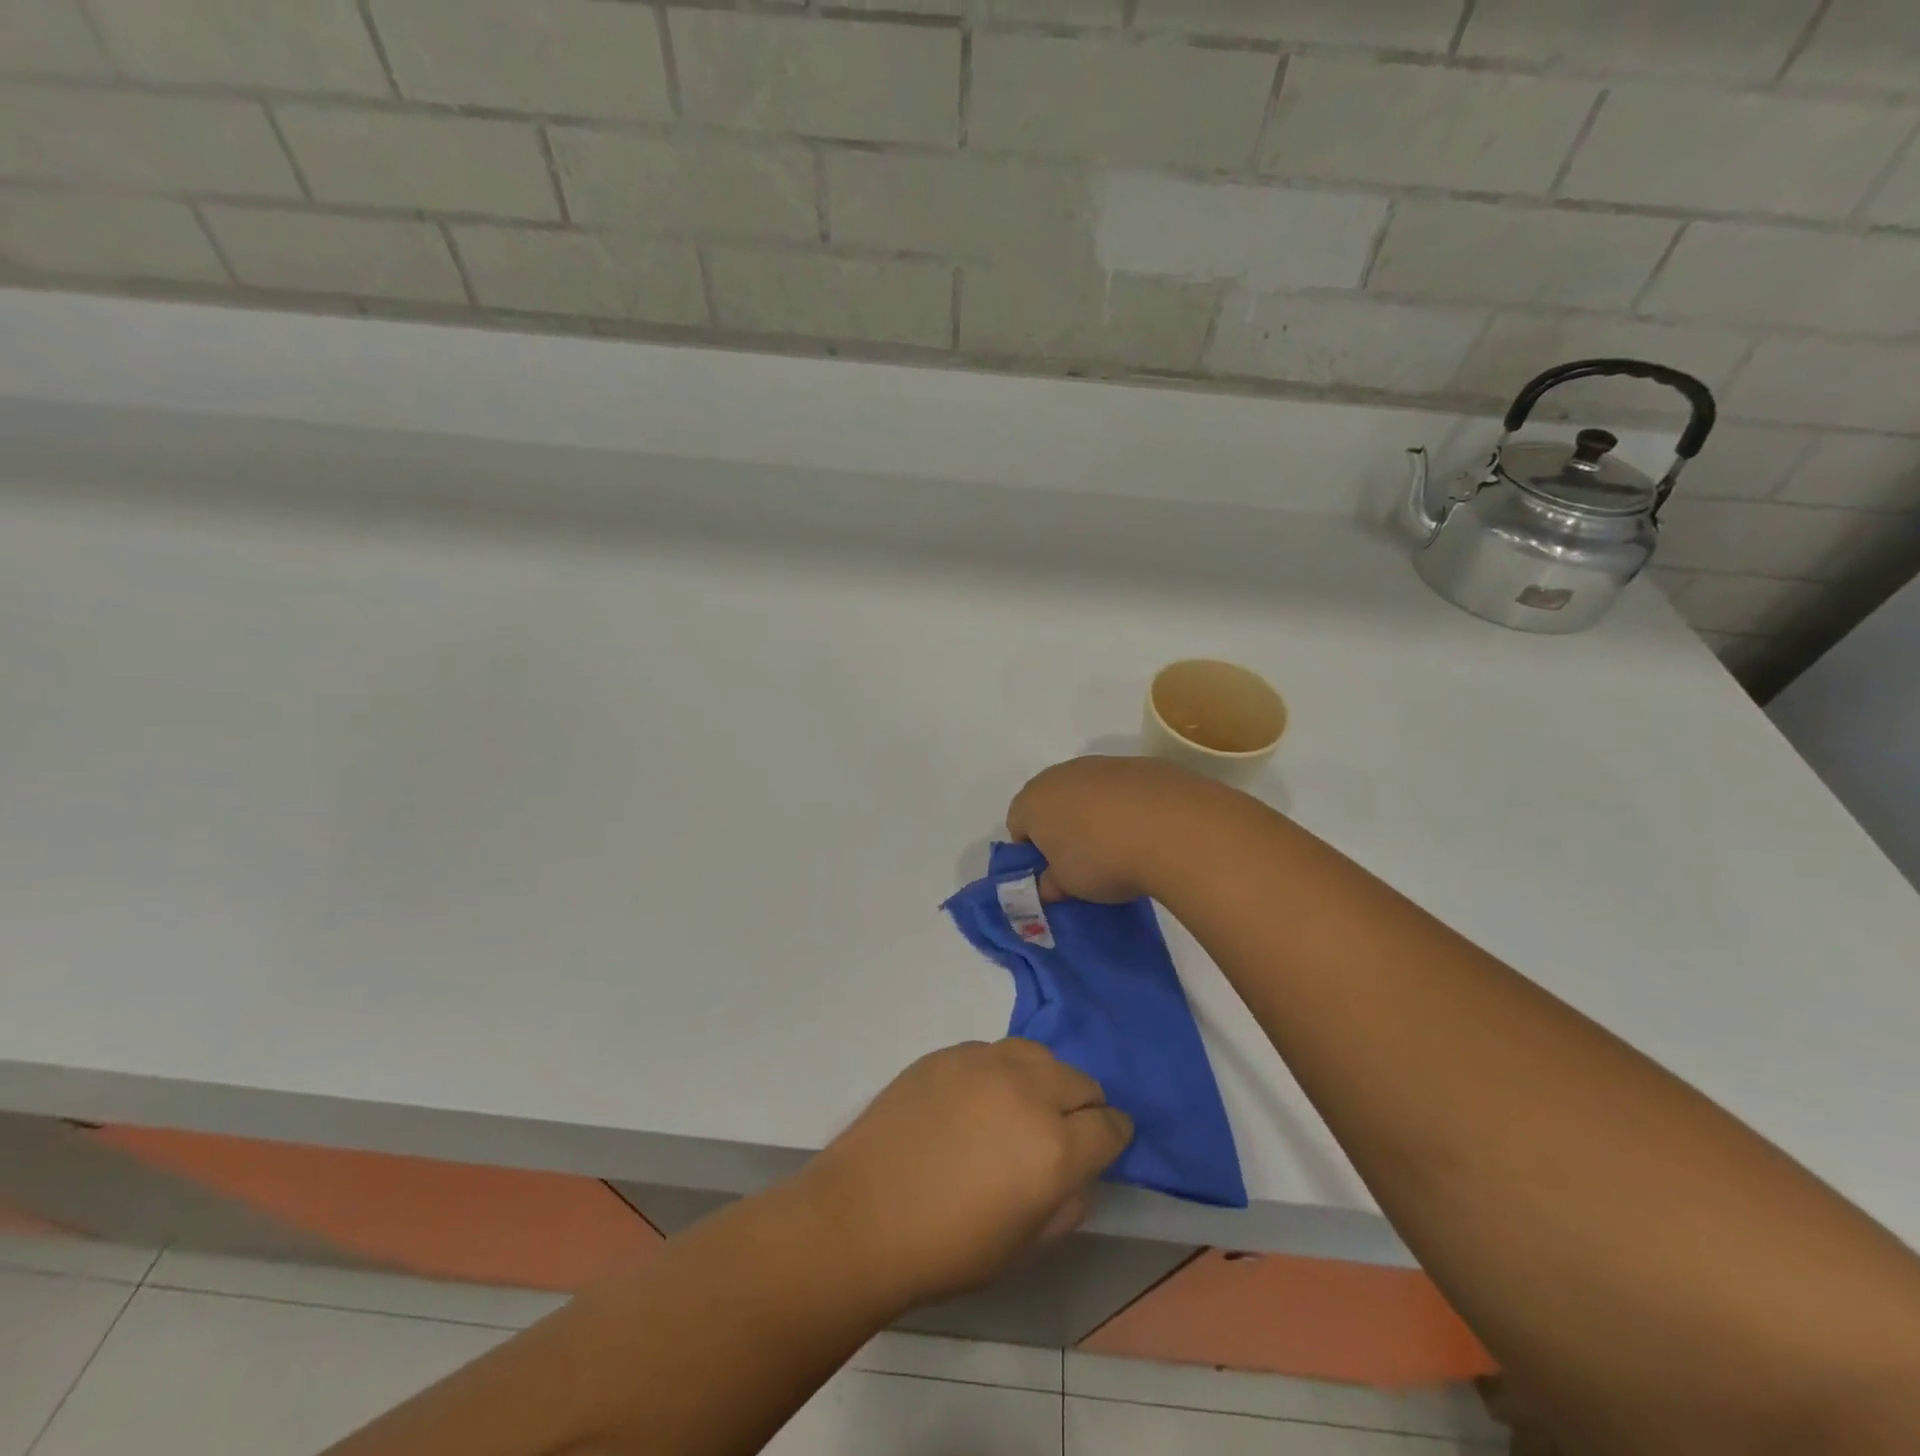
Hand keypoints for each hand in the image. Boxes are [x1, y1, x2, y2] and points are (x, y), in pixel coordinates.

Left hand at [799, 1040, 1132, 1307]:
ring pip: (1040, 1055)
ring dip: (1045, 1080)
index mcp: (1054, 1147)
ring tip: (1022, 1108)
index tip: (1105, 1144)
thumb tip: (1076, 1170)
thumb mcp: (1025, 1247)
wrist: (862, 1214)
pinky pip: (994, 1053)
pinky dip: (1002, 1072)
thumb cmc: (947, 1249)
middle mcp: (1028, 1091)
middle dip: (1083, 1106)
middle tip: (1061, 1133)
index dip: (1114, 1136)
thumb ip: (1067, 1202)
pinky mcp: (949, 1053)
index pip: (1111, 1125)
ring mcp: (985, 1064)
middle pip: (1081, 1081)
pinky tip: (977, 1101)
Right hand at [1006, 755, 1231, 903]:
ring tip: (1122, 847)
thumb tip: (1049, 884)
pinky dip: (1130, 806)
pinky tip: (1149, 831)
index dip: (1031, 851)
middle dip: (1062, 829)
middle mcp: (1063, 773)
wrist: (1175, 829)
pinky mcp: (1143, 764)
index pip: (1017, 823)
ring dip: (1097, 815)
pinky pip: (1125, 789)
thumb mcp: (1069, 887)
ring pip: (1089, 791)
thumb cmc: (1103, 860)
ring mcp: (1105, 764)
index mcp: (1034, 800)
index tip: (1052, 873)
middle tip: (1083, 862)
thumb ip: (1051, 884)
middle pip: (1052, 801)